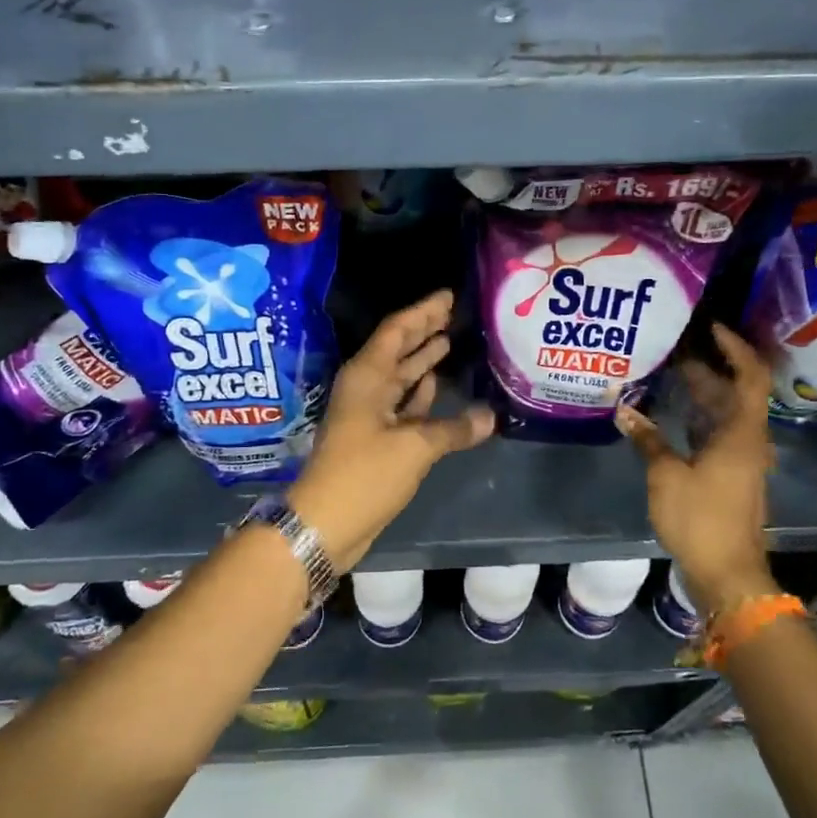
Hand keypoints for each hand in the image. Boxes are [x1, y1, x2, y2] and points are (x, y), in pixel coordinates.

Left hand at [288, 289, 494, 569]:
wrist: (326, 522)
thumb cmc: (365, 474)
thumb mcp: (414, 447)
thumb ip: (453, 428)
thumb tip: (490, 416)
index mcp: (367, 376)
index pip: (397, 329)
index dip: (424, 310)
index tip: (450, 295)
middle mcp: (367, 386)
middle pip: (398, 348)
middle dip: (425, 330)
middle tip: (457, 313)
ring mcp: (369, 412)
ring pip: (400, 376)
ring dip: (423, 360)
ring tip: (452, 340)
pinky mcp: (375, 436)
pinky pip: (402, 403)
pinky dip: (420, 394)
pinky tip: (438, 384)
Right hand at [615, 324, 776, 615]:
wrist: (727, 573)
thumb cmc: (701, 518)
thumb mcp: (667, 475)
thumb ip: (647, 438)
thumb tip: (623, 410)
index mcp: (742, 433)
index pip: (750, 376)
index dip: (735, 348)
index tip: (711, 327)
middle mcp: (749, 440)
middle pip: (735, 392)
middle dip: (707, 367)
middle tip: (674, 345)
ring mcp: (741, 459)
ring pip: (724, 414)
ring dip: (700, 393)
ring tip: (667, 371)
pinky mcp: (730, 474)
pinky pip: (716, 433)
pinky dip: (696, 418)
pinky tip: (668, 413)